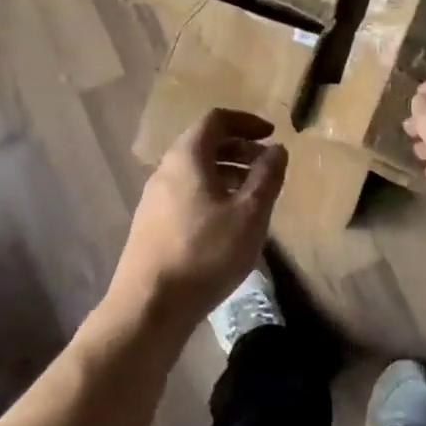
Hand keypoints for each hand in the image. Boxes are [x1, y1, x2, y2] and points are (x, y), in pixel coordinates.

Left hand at [106, 109, 287, 337]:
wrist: (149, 305)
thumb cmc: (205, 253)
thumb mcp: (249, 213)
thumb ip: (267, 177)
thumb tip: (276, 149)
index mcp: (187, 157)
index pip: (216, 119)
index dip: (246, 122)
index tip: (272, 135)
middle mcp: (165, 170)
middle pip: (204, 144)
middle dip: (239, 148)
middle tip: (267, 166)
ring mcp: (154, 198)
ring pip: (195, 172)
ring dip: (227, 173)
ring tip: (254, 196)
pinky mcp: (151, 224)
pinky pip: (187, 193)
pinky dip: (212, 193)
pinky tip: (228, 223)